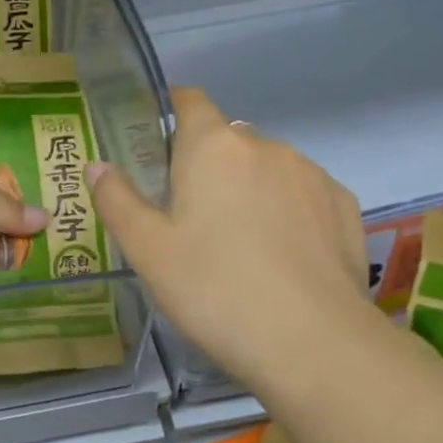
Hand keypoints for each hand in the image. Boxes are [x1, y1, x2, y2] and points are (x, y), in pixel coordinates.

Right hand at [89, 89, 371, 387]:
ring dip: (248, 189)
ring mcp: (311, 175)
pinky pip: (303, 195)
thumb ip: (117, 201)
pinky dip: (286, 211)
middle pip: (227, 141)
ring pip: (267, 169)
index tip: (156, 141)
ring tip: (239, 245)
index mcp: (213, 148)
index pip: (190, 102)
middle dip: (206, 165)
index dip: (171, 110)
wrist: (310, 341)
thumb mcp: (148, 251)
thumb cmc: (213, 290)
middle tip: (188, 218)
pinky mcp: (344, 207)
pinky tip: (281, 256)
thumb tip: (98, 165)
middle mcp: (266, 146)